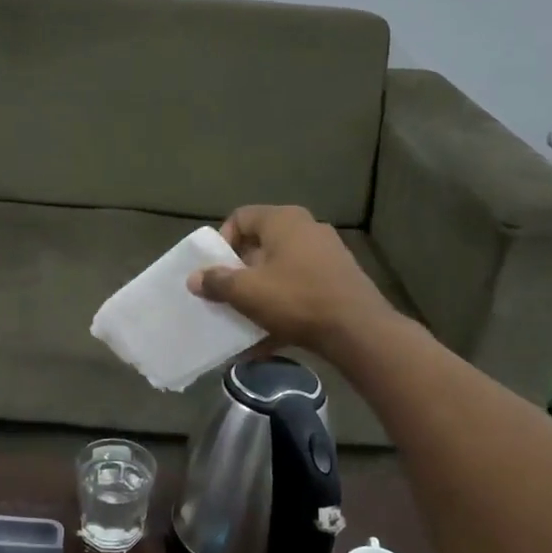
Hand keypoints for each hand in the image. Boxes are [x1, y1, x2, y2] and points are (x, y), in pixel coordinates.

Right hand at [187, 205, 399, 361]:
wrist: (357, 330)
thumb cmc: (296, 299)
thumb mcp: (246, 291)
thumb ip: (216, 281)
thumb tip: (194, 278)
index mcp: (283, 220)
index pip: (240, 217)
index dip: (222, 241)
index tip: (216, 269)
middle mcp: (307, 228)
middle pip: (260, 244)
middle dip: (240, 270)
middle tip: (227, 294)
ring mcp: (327, 254)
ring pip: (280, 268)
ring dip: (259, 290)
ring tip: (246, 316)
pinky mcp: (338, 280)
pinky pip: (299, 288)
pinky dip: (282, 306)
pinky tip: (269, 335)